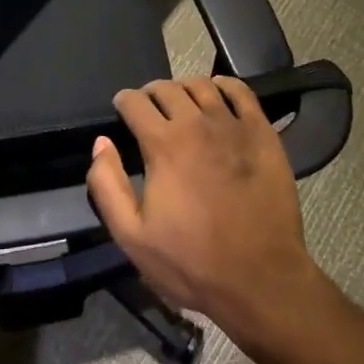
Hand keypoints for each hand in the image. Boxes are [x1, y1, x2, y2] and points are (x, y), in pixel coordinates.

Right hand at [86, 77, 322, 351]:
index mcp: (163, 144)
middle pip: (167, 88)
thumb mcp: (132, 236)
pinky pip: (241, 92)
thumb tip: (101, 143)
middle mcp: (197, 123)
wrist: (261, 279)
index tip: (122, 109)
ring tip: (181, 101)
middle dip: (151, 93)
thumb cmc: (191, 262)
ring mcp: (233, 125)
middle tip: (149, 108)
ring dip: (184, 87)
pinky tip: (218, 93)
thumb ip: (107, 185)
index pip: (135, 102)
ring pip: (202, 85)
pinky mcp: (262, 133)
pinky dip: (224, 84)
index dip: (124, 101)